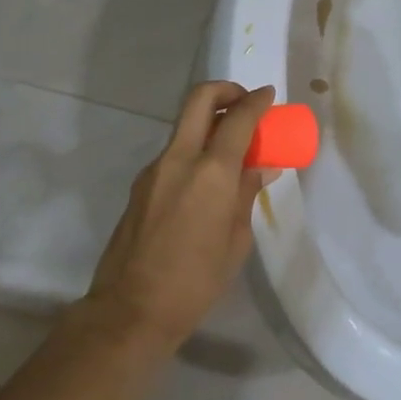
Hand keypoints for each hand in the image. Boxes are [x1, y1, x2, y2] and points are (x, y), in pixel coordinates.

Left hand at [83, 81, 278, 345]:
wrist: (132, 308)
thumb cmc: (196, 281)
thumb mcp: (235, 240)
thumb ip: (247, 195)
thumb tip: (261, 167)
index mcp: (210, 173)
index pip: (238, 119)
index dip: (257, 102)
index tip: (269, 96)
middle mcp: (179, 159)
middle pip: (199, 100)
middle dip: (225, 91)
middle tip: (245, 103)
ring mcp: (154, 169)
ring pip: (183, 126)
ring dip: (209, 123)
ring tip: (232, 149)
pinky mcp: (140, 185)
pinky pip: (173, 153)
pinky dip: (194, 150)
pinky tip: (207, 180)